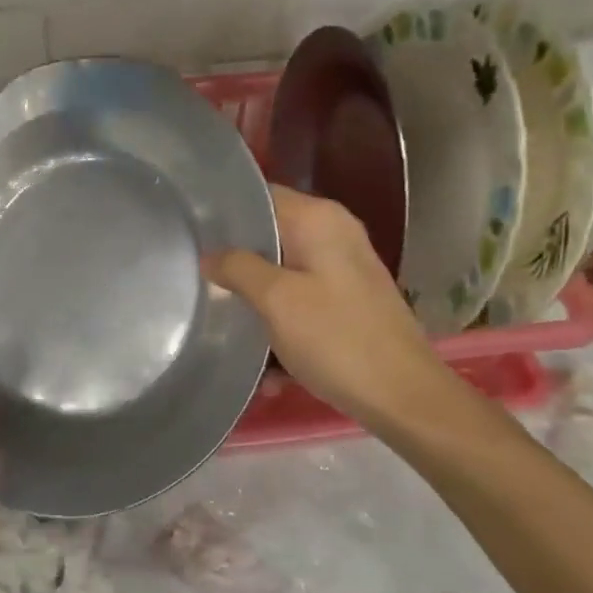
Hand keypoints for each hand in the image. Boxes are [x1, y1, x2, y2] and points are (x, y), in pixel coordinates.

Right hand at [204, 185, 452, 429]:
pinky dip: (277, 317)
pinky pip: (298, 297)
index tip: (189, 232)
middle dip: (232, 256)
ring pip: (280, 268)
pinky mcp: (346, 299)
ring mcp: (343, 267)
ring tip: (215, 311)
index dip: (223, 212)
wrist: (403, 396)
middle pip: (269, 233)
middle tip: (192, 273)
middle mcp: (334, 233)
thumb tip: (210, 255)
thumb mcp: (276, 300)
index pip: (260, 195)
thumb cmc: (337, 339)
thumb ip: (237, 267)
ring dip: (252, 293)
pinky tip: (258, 353)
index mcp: (319, 219)